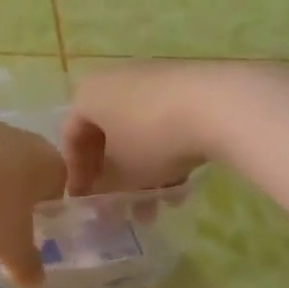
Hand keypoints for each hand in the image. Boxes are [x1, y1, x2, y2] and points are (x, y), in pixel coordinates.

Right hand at [61, 62, 246, 195]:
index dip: (76, 175)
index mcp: (87, 95)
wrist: (218, 104)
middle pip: (105, 135)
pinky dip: (165, 154)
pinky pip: (163, 124)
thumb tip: (101, 204)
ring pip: (137, 133)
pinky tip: (180, 186)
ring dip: (142, 173)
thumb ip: (105, 190)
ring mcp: (151, 80)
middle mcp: (114, 81)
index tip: (85, 203)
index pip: (70, 138)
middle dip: (113, 177)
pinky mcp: (184, 85)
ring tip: (156, 207)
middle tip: (120, 207)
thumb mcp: (123, 174)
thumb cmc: (152, 138)